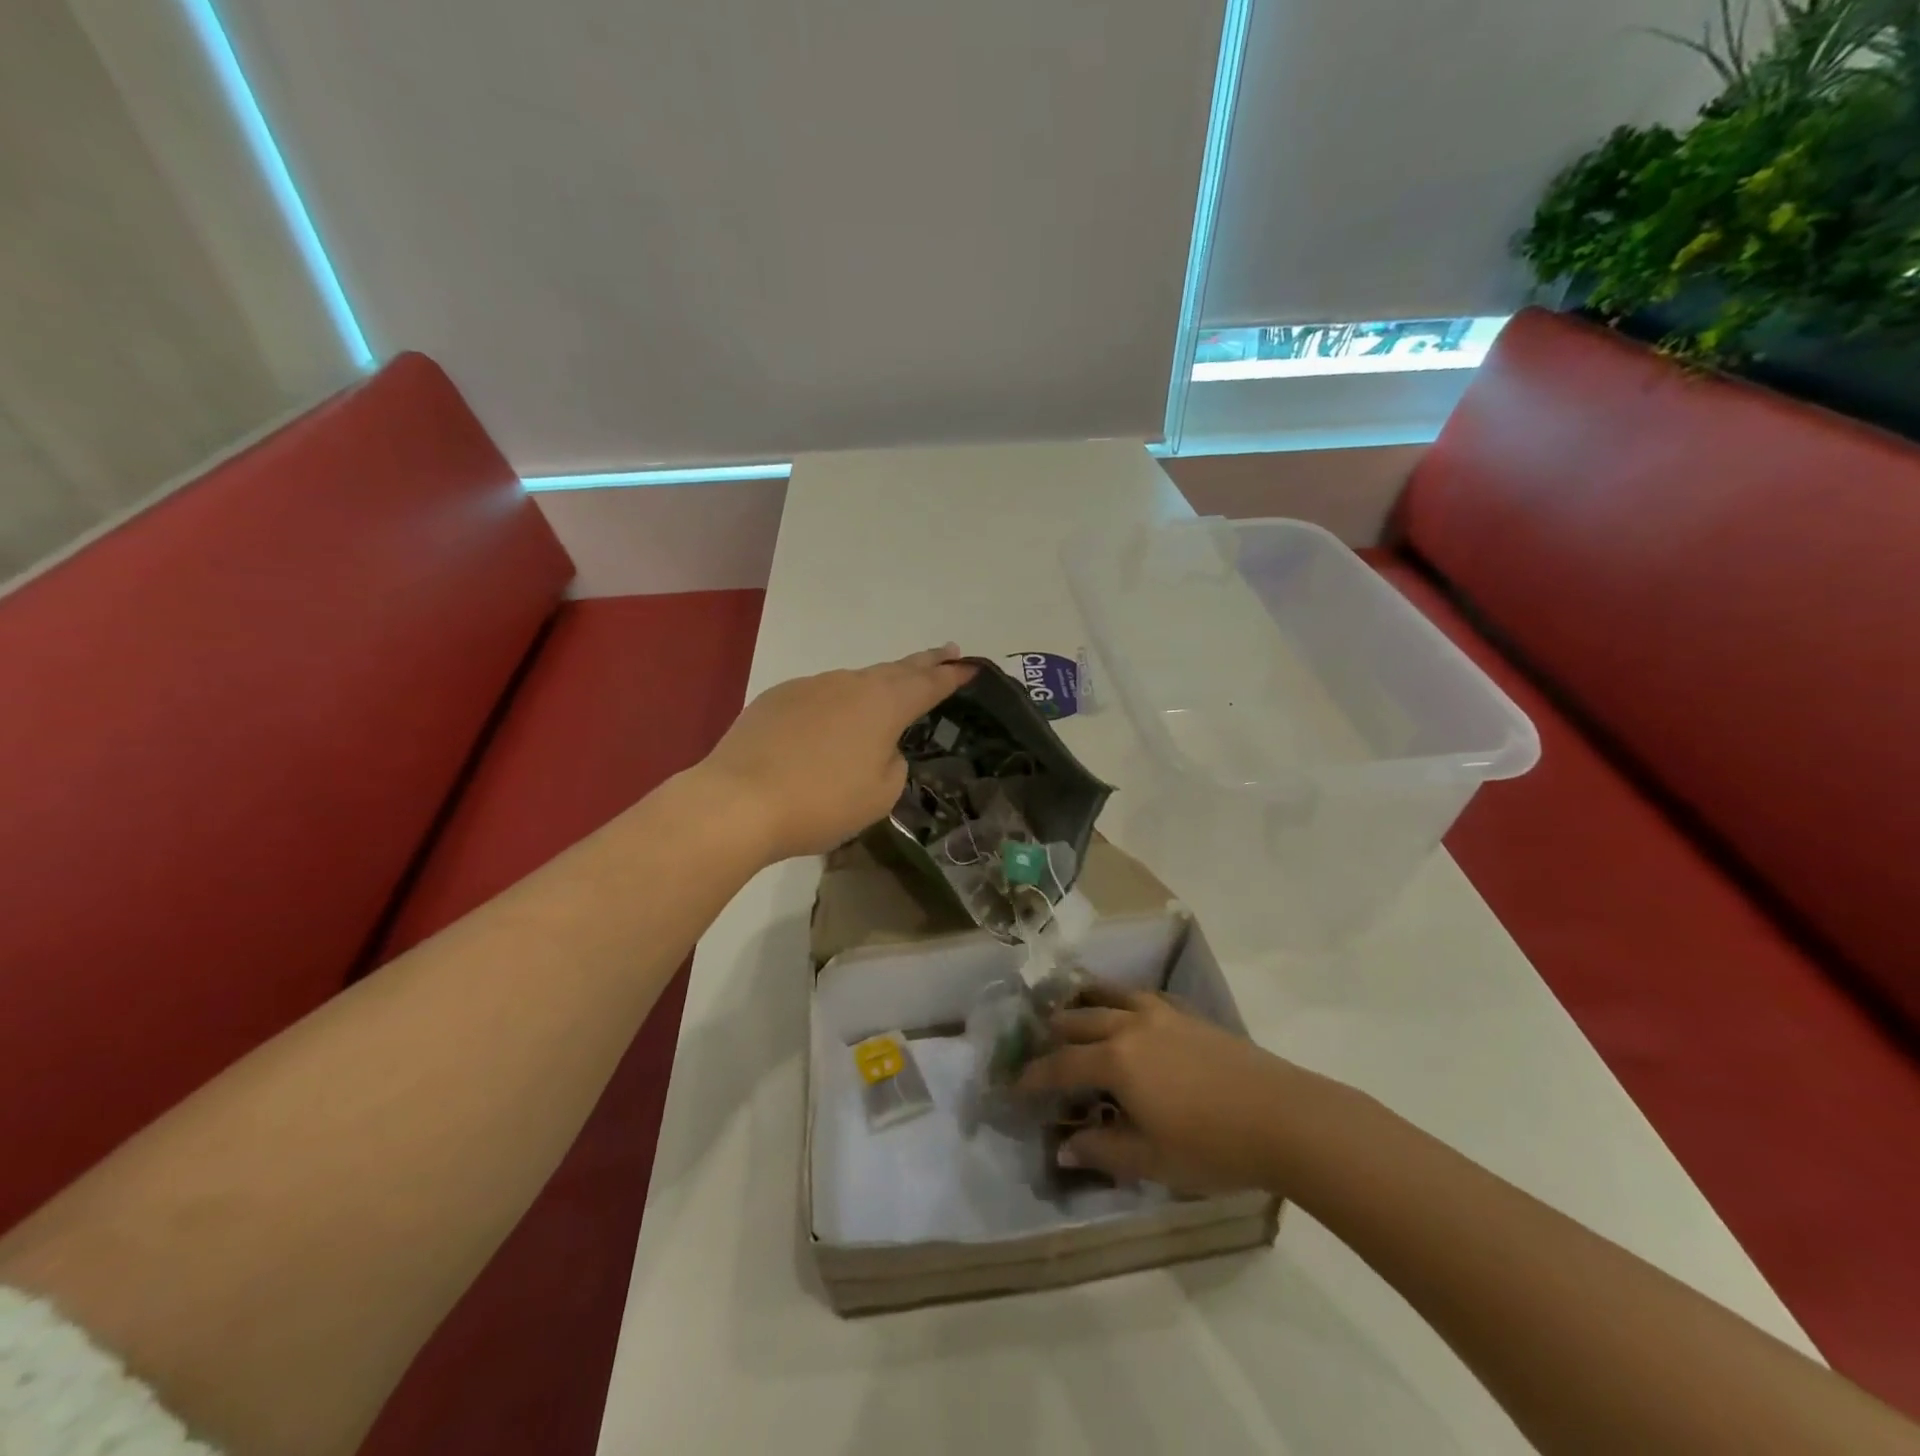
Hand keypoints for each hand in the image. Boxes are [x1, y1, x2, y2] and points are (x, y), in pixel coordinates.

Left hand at [698, 646, 976, 862]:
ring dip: (877, 686)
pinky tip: (829, 725)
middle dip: (923, 663)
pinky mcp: (777, 698)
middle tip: (946, 654)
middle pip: (895, 669)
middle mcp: (850, 684)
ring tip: (887, 696)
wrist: (739, 801)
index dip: (953, 676)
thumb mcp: (880, 794)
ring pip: (854, 682)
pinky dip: (835, 705)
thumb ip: (893, 763)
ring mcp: (810, 686)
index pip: (929, 684)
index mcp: (884, 704)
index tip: (971, 666)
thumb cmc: (822, 802)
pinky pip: (819, 696)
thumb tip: (879, 747)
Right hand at [1018, 984, 1307, 1193]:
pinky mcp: (1190, 1015)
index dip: (1034, 1076)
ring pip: (1111, 996)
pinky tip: (1130, 1009)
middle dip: (1054, 1032)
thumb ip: (1103, 1150)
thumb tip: (1064, 1148)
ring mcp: (1163, 1015)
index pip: (1062, 1064)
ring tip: (1073, 1008)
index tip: (1014, 1085)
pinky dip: (1123, 999)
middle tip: (1040, 1045)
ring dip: (1086, 1003)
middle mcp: (1131, 1026)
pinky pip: (1143, 996)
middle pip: (1081, 1020)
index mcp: (1116, 1060)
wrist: (1283, 1116)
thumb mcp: (1151, 1160)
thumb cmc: (1212, 1145)